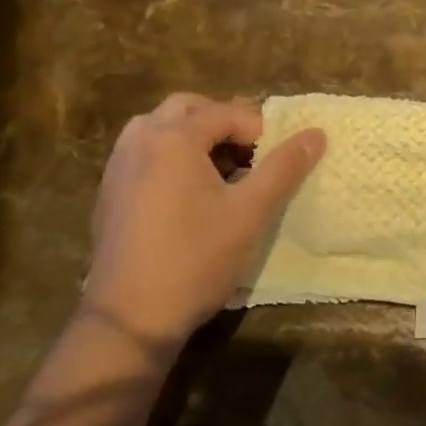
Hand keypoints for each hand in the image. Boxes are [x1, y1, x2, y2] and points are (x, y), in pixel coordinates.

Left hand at [81, 93, 324, 350]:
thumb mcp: (249, 212)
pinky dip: (168, 156)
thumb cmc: (195, 258)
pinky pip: (142, 153)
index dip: (257, 129)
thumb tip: (316, 134)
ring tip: (219, 170)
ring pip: (159, 128)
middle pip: (186, 108)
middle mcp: (140, 140)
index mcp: (174, 137)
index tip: (276, 159)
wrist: (129, 317)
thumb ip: (283, 168)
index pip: (224, 112)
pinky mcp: (108, 192)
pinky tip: (187, 195)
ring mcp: (118, 166)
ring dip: (191, 136)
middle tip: (249, 154)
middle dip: (220, 122)